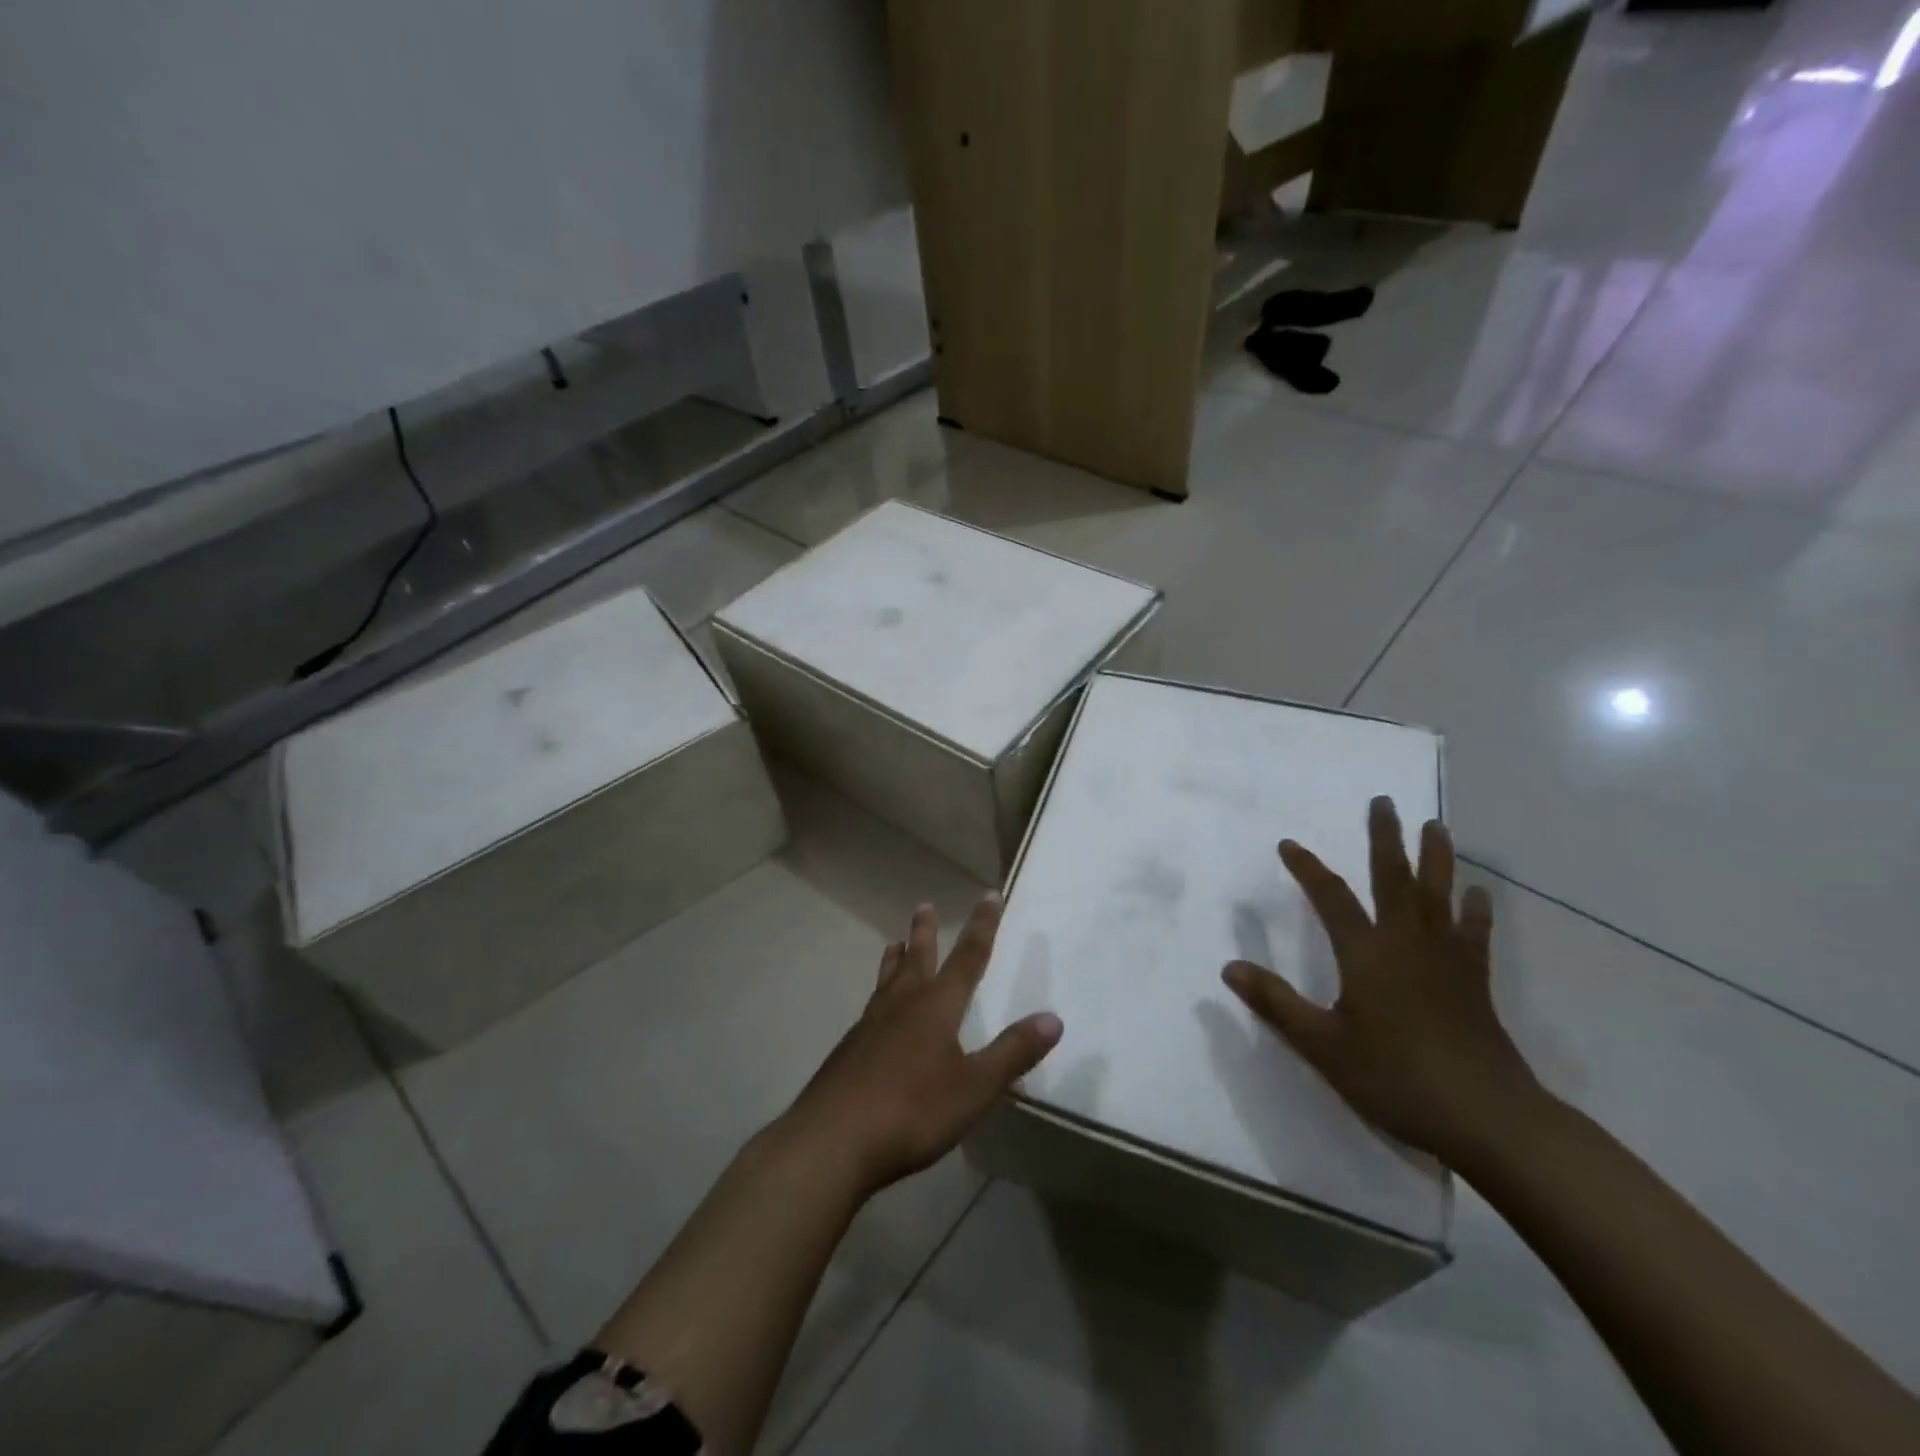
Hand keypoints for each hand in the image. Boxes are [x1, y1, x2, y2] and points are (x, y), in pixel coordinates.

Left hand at [783, 894, 1062, 1196]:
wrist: (833, 1140)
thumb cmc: (912, 1110)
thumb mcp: (974, 1087)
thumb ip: (1013, 1052)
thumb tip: (1053, 1018)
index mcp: (936, 1007)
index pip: (967, 957)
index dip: (982, 927)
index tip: (989, 896)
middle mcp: (902, 1005)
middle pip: (917, 959)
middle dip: (926, 932)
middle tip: (923, 905)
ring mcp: (870, 1026)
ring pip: (887, 980)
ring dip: (895, 959)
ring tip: (894, 942)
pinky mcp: (849, 1051)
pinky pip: (870, 1008)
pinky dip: (879, 994)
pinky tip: (876, 1013)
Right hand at [1222, 796, 1540, 1166]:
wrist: (1487, 1118)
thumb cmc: (1395, 1078)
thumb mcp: (1322, 1045)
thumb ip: (1276, 1002)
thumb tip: (1229, 967)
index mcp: (1366, 953)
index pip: (1331, 898)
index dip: (1307, 868)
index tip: (1289, 843)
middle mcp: (1406, 943)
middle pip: (1395, 879)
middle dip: (1385, 838)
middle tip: (1384, 802)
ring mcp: (1446, 960)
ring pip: (1439, 895)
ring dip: (1436, 857)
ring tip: (1436, 825)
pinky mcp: (1474, 981)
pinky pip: (1474, 933)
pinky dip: (1475, 909)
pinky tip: (1478, 893)